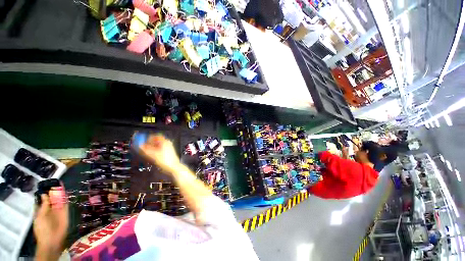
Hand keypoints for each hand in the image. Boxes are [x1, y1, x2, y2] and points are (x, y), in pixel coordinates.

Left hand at [34, 188, 68, 259]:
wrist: (53, 240)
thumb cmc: (42, 229)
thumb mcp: (40, 216)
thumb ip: (43, 206)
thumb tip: (44, 194)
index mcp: (42, 210)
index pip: (43, 199)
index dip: (44, 192)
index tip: (46, 184)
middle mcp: (50, 209)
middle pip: (52, 198)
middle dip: (53, 191)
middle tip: (54, 182)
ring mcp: (58, 211)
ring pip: (59, 200)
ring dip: (60, 193)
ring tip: (60, 184)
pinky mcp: (65, 212)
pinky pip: (66, 204)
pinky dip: (66, 198)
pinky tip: (66, 192)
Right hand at [140, 135, 180, 172]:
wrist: (173, 167)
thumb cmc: (165, 160)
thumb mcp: (153, 155)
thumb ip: (145, 149)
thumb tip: (140, 145)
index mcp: (165, 142)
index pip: (155, 136)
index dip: (148, 138)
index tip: (143, 141)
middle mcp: (168, 143)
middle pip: (157, 141)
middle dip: (149, 143)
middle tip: (144, 147)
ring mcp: (169, 147)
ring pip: (158, 145)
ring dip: (152, 147)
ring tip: (147, 151)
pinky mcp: (169, 152)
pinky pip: (161, 148)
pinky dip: (156, 150)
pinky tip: (153, 155)